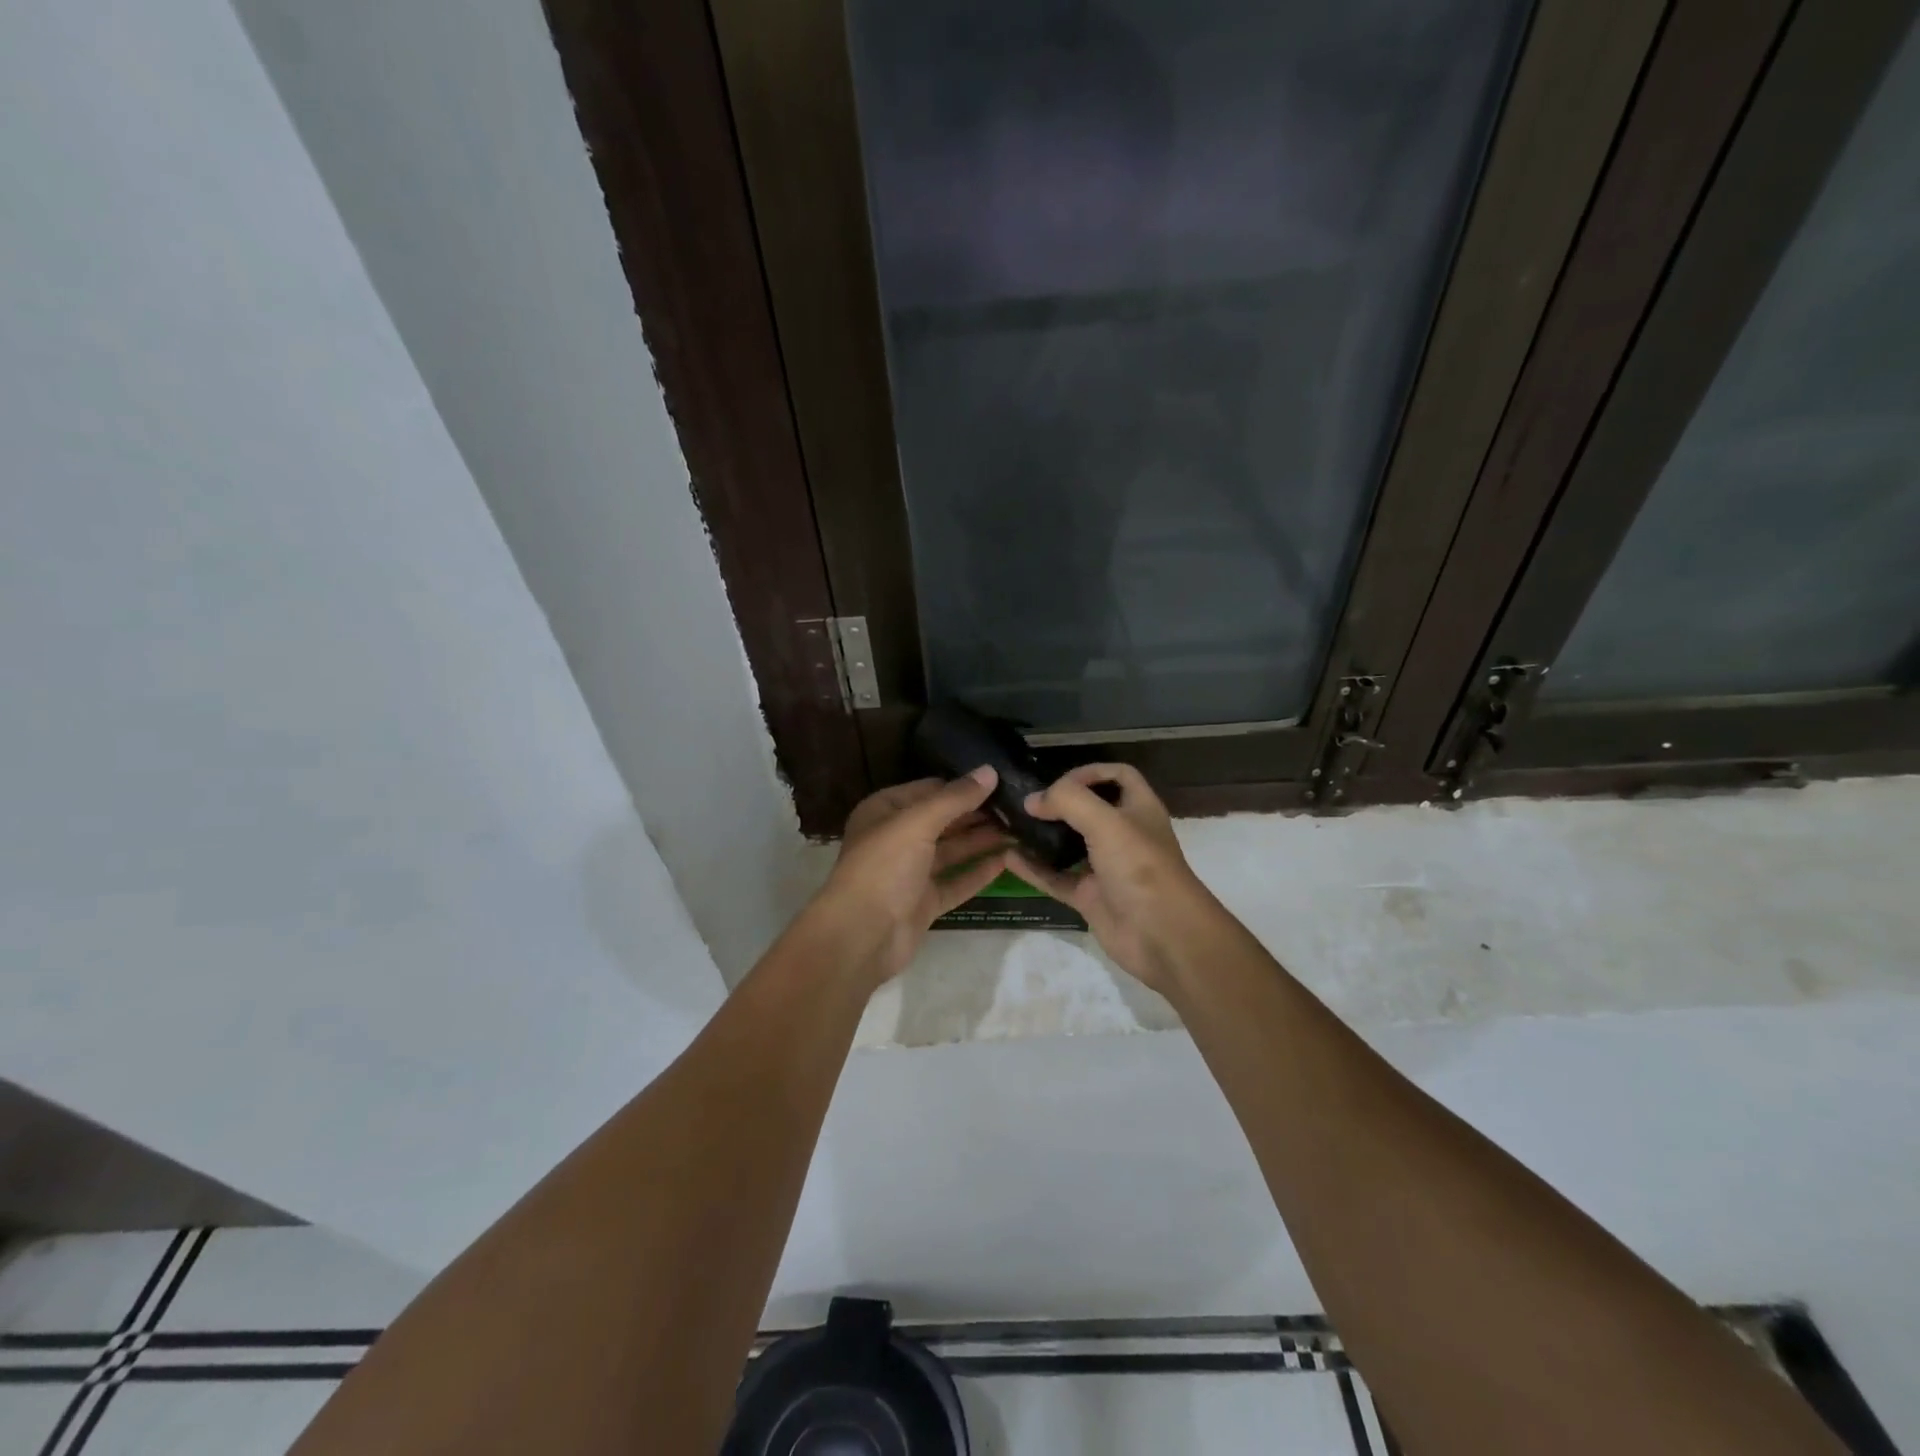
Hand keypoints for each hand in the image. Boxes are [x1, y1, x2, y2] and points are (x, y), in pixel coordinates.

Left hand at [815, 768, 1010, 984]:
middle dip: (977, 813)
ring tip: (1021, 829)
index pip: (929, 789)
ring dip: (983, 840)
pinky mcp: (925, 902)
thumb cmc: (883, 867)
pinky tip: (1009, 860)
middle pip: (943, 820)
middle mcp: (897, 838)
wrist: (861, 935)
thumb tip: (989, 771)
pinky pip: (957, 881)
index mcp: (885, 811)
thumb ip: (955, 798)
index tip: (1000, 780)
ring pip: (952, 850)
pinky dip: (980, 871)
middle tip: (1019, 806)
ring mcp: (911, 872)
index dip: (962, 785)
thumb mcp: (917, 822)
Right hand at [1006, 763, 1215, 995]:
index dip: (1090, 772)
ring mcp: (1106, 868)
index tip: (1057, 781)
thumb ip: (1068, 801)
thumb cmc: (1141, 868)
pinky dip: (1034, 869)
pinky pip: (1057, 878)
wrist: (1163, 936)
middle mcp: (1123, 834)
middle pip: (1089, 809)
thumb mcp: (1107, 822)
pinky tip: (1008, 858)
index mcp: (1139, 809)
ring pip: (1069, 844)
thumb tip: (1033, 801)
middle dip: (1059, 802)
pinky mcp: (1091, 896)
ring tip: (1011, 824)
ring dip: (1042, 835)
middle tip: (1025, 800)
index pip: (1117, 776)